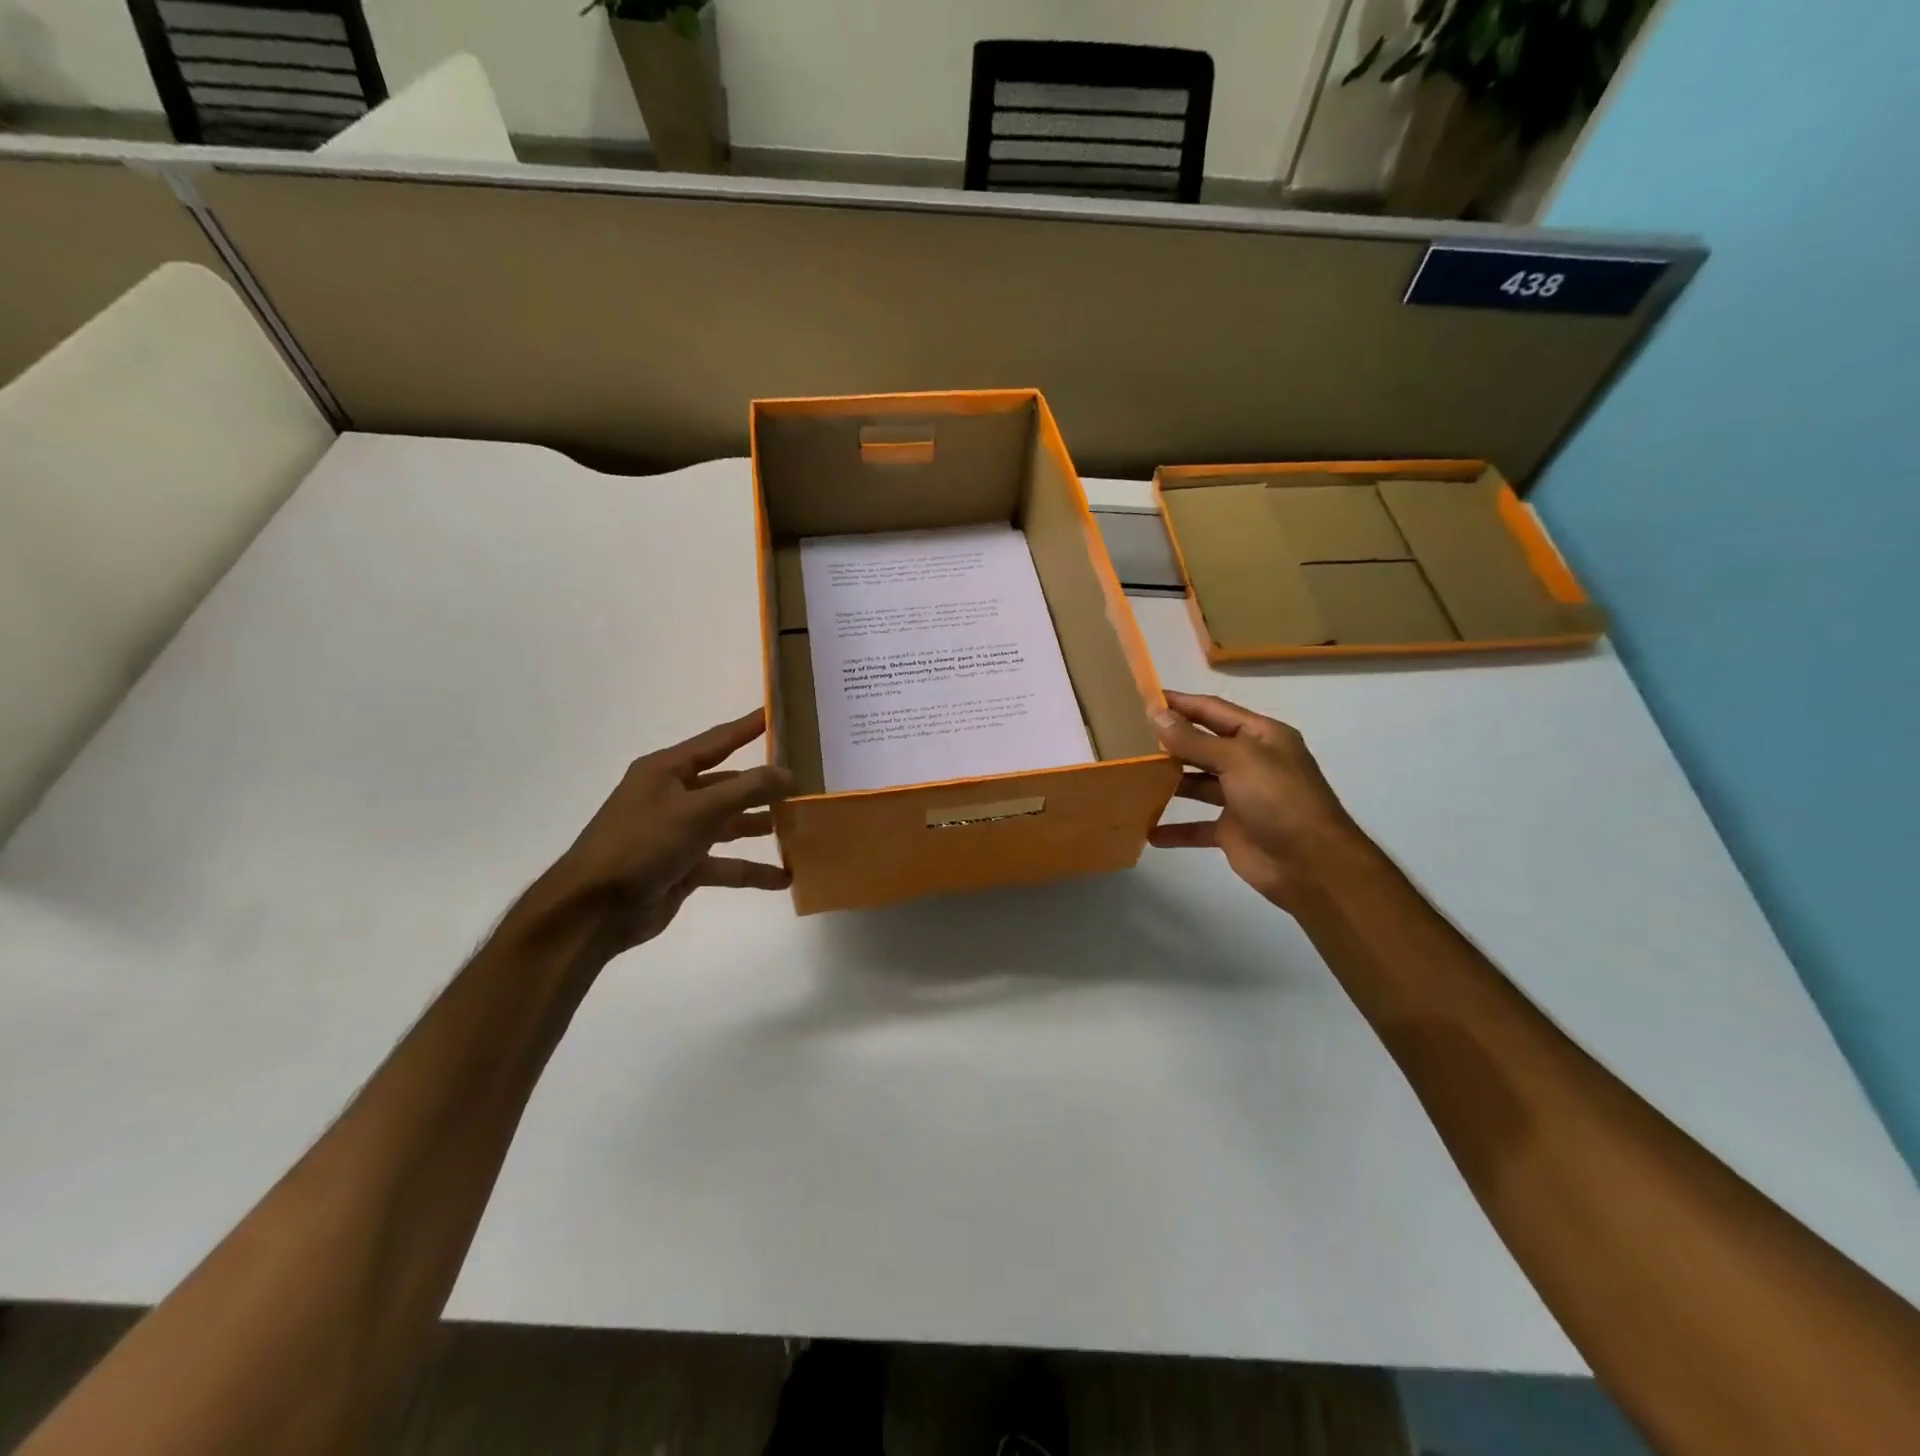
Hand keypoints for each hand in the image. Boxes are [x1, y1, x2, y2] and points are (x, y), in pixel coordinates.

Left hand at [524, 709, 792, 954]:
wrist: (593, 910)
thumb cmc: (641, 845)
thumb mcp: (697, 810)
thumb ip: (746, 790)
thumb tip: (788, 774)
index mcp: (666, 771)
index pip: (718, 741)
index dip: (748, 727)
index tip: (778, 713)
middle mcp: (673, 796)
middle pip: (728, 784)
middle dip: (764, 785)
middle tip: (804, 781)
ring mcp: (678, 833)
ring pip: (729, 824)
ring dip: (761, 826)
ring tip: (801, 826)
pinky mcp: (683, 867)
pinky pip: (726, 864)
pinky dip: (751, 870)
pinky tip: (783, 878)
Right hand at [1148, 691, 1370, 912]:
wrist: (1312, 865)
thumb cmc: (1278, 799)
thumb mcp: (1237, 760)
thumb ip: (1194, 739)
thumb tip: (1156, 714)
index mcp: (1261, 736)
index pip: (1213, 710)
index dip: (1181, 703)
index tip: (1144, 698)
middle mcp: (1252, 763)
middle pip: (1203, 745)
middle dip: (1171, 742)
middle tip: (1128, 737)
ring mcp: (1242, 798)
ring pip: (1198, 784)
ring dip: (1169, 782)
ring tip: (1132, 777)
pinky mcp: (1232, 831)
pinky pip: (1197, 826)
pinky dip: (1175, 829)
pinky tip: (1148, 830)